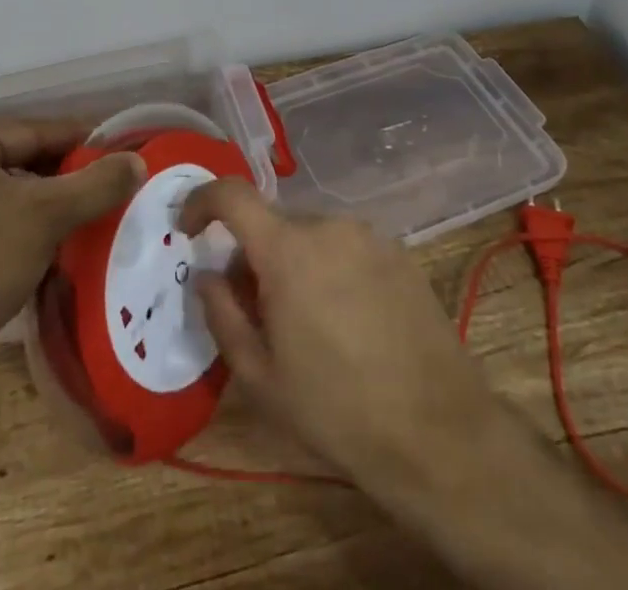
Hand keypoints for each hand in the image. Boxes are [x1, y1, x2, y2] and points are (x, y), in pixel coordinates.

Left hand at [0, 118, 144, 359]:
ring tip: (70, 215)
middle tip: (95, 188)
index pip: (31, 132)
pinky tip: (27, 241)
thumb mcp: (48, 217)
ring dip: (30, 199)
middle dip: (54, 174)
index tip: (112, 153)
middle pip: (10, 158)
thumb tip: (137, 162)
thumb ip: (96, 183)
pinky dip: (2, 219)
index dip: (78, 142)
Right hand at [180, 180, 498, 499]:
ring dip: (295, 263)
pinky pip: (347, 247)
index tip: (189, 228)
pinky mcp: (400, 253)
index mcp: (287, 249)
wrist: (437, 433)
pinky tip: (348, 322)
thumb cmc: (336, 410)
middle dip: (254, 254)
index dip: (202, 201)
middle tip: (254, 307)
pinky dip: (332, 269)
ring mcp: (369, 236)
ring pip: (311, 236)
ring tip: (307, 323)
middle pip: (274, 223)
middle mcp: (328, 226)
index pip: (232, 195)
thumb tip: (207, 275)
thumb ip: (222, 315)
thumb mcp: (261, 377)